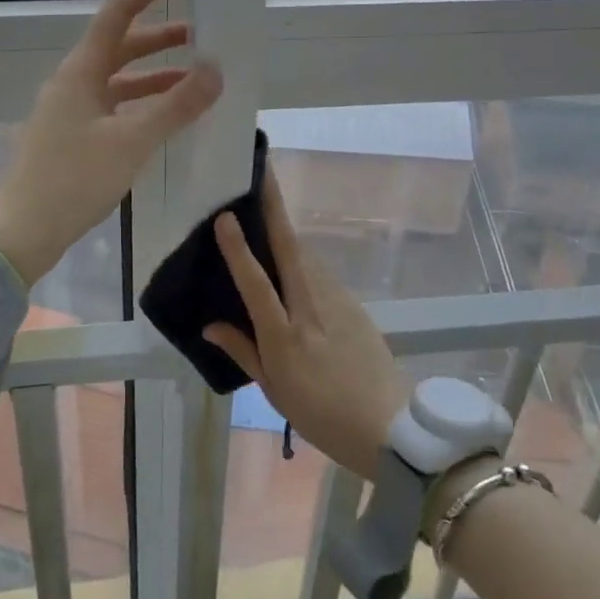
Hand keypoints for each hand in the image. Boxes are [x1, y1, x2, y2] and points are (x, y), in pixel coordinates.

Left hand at [0, 0, 221, 284]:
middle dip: (159, 36)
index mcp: (81, 72)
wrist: (25, 231)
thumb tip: (215, 69)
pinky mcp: (74, 136)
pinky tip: (166, 117)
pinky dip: (142, 103)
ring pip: (119, 79)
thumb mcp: (132, 141)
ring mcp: (71, 110)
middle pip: (120, 45)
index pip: (118, 13)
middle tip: (200, 33)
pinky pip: (114, 106)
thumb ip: (176, 105)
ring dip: (154, 73)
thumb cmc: (74, 179)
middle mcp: (74, 83)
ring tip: (193, 75)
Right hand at [204, 175, 407, 476]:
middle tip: (262, 173)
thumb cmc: (321, 414)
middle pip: (290, 248)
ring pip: (306, 256)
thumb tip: (209, 324)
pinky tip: (293, 260)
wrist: (389, 425)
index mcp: (284, 335)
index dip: (239, 249)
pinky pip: (320, 273)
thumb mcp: (274, 390)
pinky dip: (303, 258)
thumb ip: (242, 351)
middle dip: (274, 207)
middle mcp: (310, 308)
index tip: (225, 216)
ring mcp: (337, 301)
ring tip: (268, 210)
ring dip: (287, 230)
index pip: (256, 283)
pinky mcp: (354, 303)